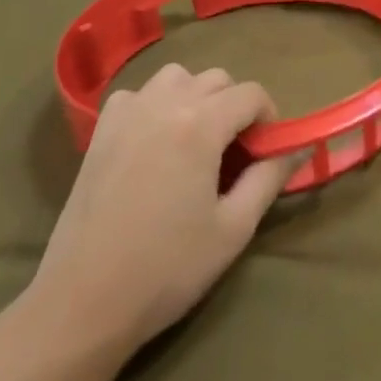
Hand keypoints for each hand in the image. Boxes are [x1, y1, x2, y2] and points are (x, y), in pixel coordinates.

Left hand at [23, 65, 296, 353]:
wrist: (83, 302)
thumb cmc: (167, 269)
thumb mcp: (233, 229)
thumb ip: (269, 179)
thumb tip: (296, 150)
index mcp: (200, 124)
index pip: (251, 93)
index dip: (269, 118)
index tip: (267, 152)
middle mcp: (164, 103)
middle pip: (217, 79)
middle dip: (236, 106)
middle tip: (236, 152)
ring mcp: (127, 113)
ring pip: (176, 77)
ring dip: (196, 97)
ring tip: (196, 140)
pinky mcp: (100, 131)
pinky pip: (137, 94)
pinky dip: (154, 104)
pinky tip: (154, 142)